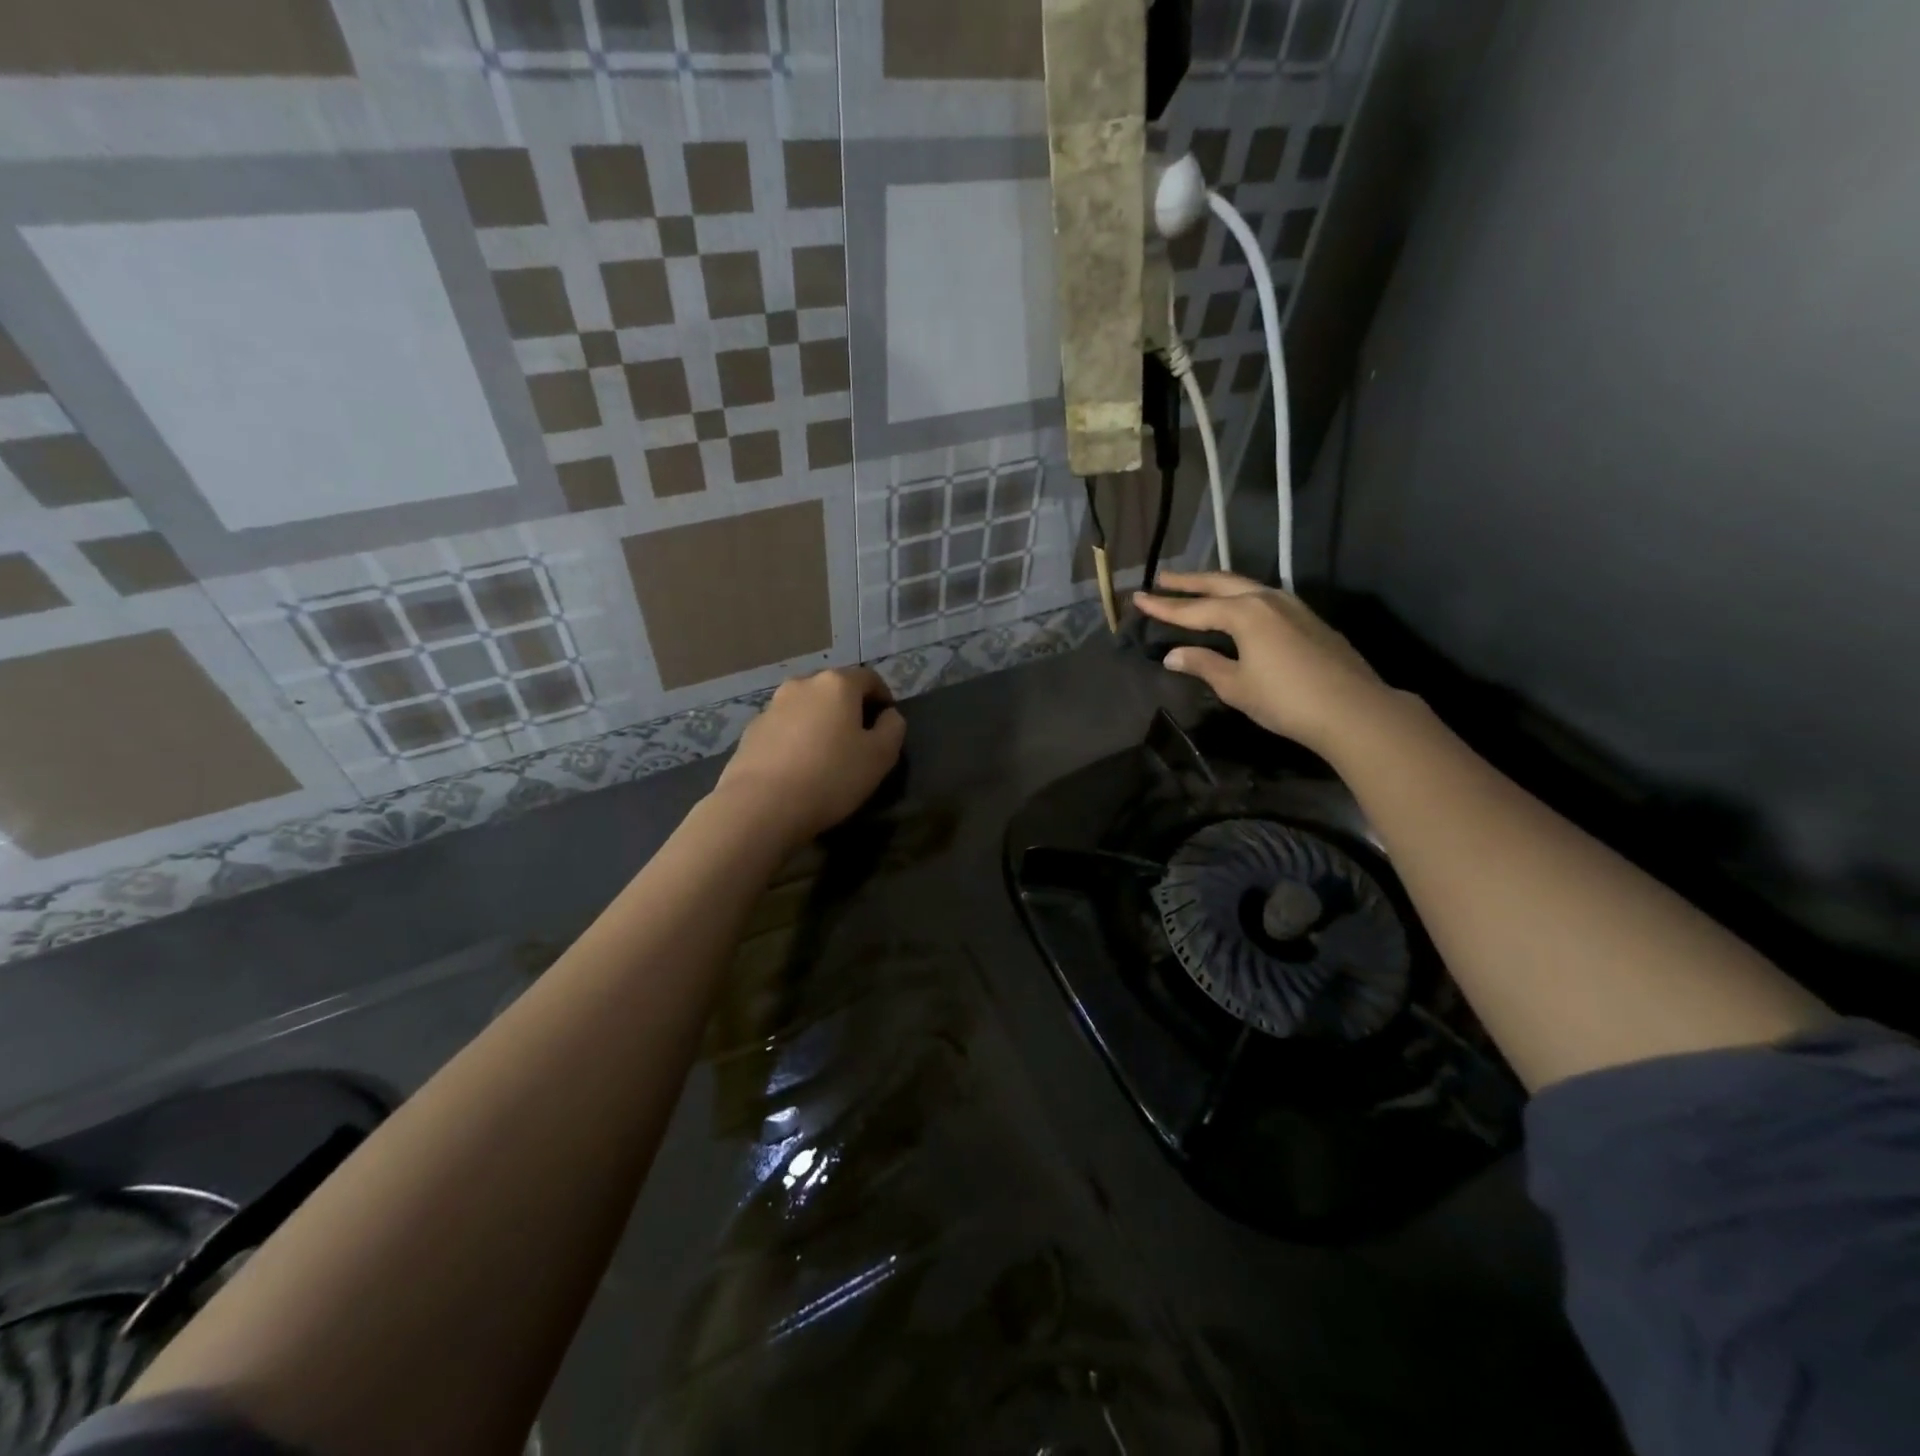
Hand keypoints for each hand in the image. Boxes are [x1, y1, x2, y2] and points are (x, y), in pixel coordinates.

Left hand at [717, 666, 905, 845]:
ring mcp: (772, 707)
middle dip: (850, 709)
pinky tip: (799, 768)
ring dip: (820, 723)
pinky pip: (784, 728)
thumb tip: (888, 715)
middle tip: (859, 740)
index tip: (887, 723)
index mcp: (837, 684)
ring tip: (826, 755)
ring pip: (807, 708)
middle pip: (834, 689)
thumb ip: (893, 728)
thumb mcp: (880, 756)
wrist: (761, 805)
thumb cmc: (831, 776)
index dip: (883, 697)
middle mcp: (802, 685)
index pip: (869, 678)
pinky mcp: (751, 731)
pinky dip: (796, 739)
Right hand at [1134, 571, 1393, 751]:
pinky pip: (1264, 597)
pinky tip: (1239, 606)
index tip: (1138, 598)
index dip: (1163, 606)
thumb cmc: (1285, 699)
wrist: (1353, 709)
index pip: (1193, 609)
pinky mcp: (1308, 619)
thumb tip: (1174, 655)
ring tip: (1197, 586)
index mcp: (1244, 613)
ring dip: (1217, 585)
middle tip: (1163, 578)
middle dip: (1189, 581)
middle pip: (1220, 584)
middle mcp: (1266, 599)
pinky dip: (1241, 596)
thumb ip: (1203, 665)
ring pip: (1246, 586)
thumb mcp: (1236, 686)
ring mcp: (1292, 606)